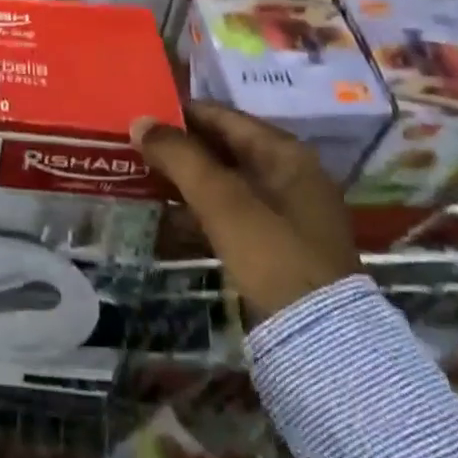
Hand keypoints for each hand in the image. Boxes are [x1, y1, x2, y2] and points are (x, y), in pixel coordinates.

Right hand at [132, 101, 360, 321]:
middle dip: (179, 150)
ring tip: (141, 180)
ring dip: (185, 182)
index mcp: (284, 153)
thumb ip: (180, 157)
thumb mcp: (223, 201)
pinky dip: (199, 212)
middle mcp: (288, 174)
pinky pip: (228, 214)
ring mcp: (284, 213)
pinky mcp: (275, 246)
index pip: (222, 116)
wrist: (323, 343)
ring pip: (223, 183)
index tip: (140, 117)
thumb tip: (139, 121)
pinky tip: (165, 220)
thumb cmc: (273, 255)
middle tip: (134, 149)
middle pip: (222, 148)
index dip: (180, 114)